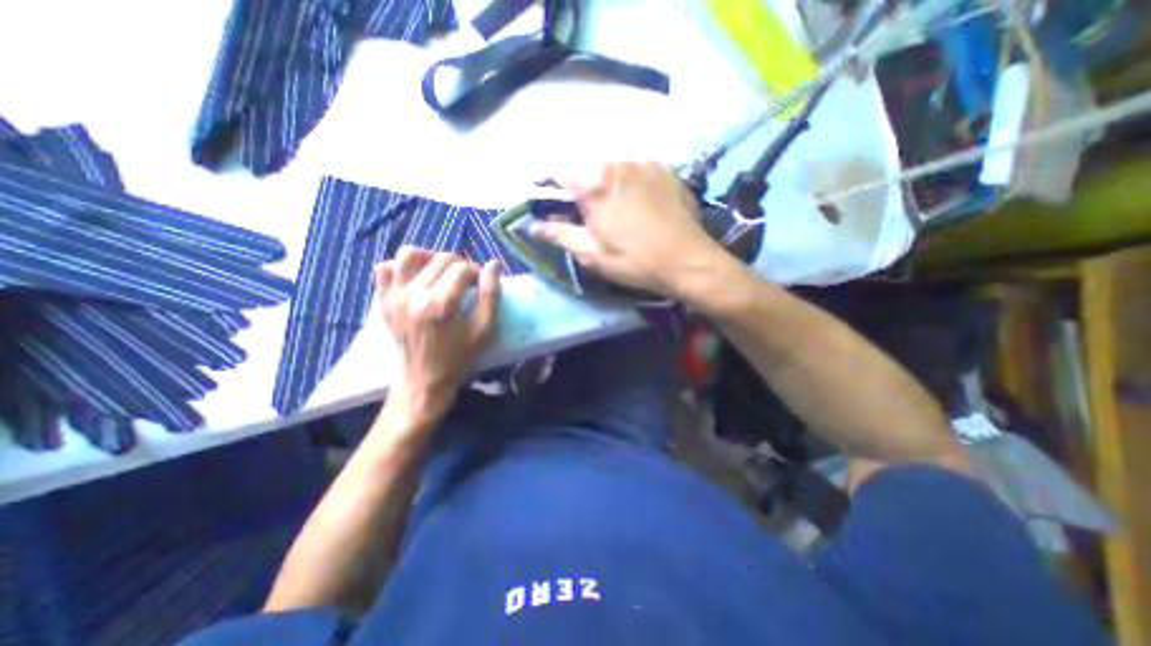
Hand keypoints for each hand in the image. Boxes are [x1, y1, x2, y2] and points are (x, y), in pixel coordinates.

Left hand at [379, 248, 499, 422]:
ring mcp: (393, 296)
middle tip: (466, 280)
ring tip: (441, 271)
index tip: (481, 283)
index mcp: (440, 304)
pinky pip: (385, 268)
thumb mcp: (485, 330)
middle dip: (459, 264)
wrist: (424, 380)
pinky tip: (417, 278)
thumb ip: (491, 294)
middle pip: (440, 258)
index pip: (462, 268)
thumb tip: (494, 264)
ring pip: (409, 254)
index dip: (477, 271)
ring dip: (430, 257)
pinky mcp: (382, 300)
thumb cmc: (459, 357)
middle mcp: (413, 294)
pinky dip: (402, 267)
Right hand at [530, 165, 727, 299]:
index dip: (549, 187)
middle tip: (589, 218)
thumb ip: (560, 234)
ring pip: (614, 172)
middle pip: (588, 170)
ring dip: (608, 189)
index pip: (558, 172)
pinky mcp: (667, 172)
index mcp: (596, 182)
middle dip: (582, 191)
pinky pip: (638, 174)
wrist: (689, 263)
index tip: (550, 204)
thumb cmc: (634, 261)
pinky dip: (632, 188)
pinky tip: (642, 210)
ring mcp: (647, 164)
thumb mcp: (591, 254)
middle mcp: (620, 163)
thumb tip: (533, 226)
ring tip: (619, 216)